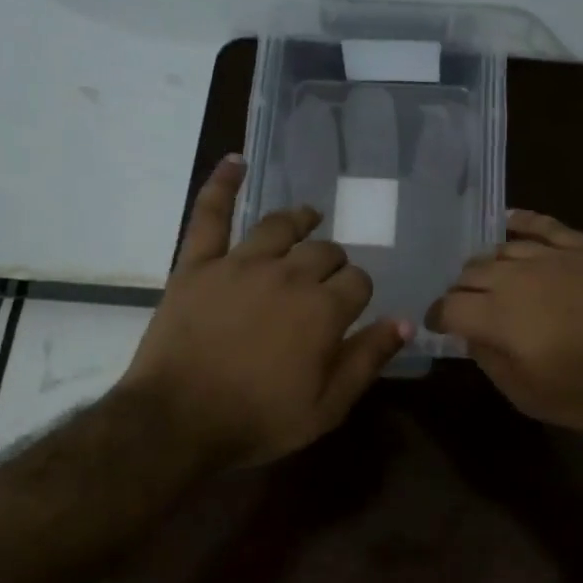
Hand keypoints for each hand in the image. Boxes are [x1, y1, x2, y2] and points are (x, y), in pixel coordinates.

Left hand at [119, 156, 409, 467]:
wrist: (177, 422)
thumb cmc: (257, 420)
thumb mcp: (327, 407)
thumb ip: (367, 359)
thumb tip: (405, 321)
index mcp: (323, 309)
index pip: (358, 281)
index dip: (358, 292)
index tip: (350, 308)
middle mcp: (288, 275)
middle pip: (324, 251)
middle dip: (333, 262)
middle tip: (325, 280)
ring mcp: (240, 264)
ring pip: (280, 226)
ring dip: (299, 220)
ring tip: (307, 218)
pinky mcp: (197, 264)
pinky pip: (211, 214)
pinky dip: (223, 184)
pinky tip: (235, 160)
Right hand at [430, 210, 582, 436]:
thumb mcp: (531, 397)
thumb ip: (492, 363)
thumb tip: (472, 337)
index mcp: (499, 317)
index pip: (449, 307)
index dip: (438, 317)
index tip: (439, 326)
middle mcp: (517, 277)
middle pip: (471, 272)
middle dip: (460, 291)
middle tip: (466, 307)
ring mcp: (552, 256)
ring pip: (501, 248)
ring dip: (486, 264)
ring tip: (487, 277)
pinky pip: (542, 225)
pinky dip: (520, 221)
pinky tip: (508, 223)